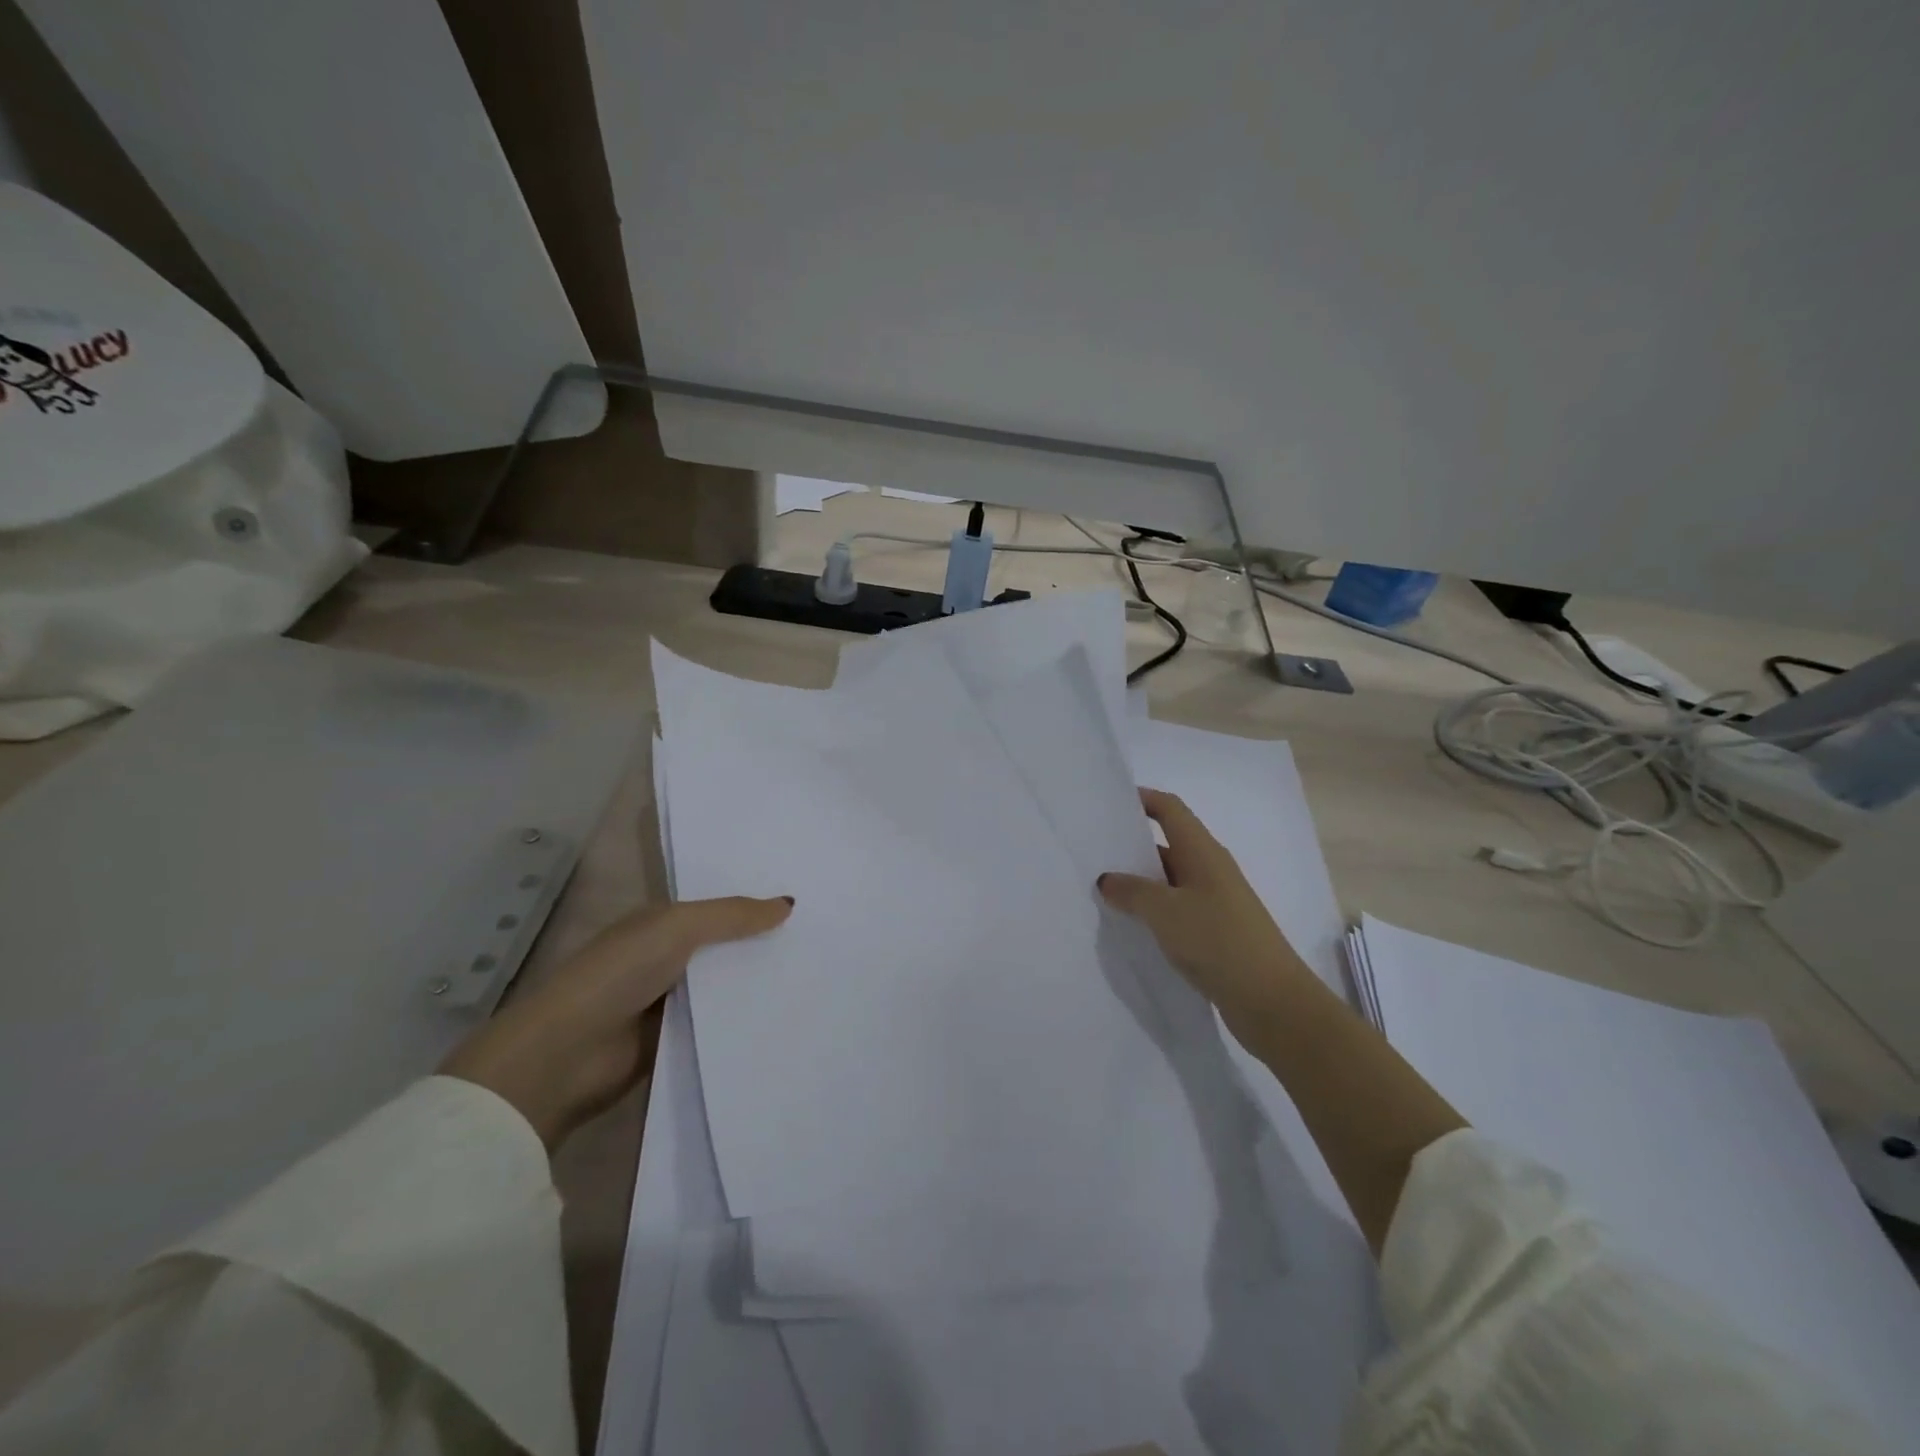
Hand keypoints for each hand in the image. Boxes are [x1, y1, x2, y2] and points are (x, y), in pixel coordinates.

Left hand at [441, 895, 791, 1149]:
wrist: (566, 1056)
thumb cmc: (618, 974)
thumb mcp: (678, 928)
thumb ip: (733, 915)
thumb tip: (789, 903)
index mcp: (661, 924)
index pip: (718, 909)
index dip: (755, 906)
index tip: (806, 907)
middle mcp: (666, 958)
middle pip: (725, 949)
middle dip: (764, 946)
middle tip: (824, 944)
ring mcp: (669, 1003)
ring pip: (725, 988)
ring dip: (757, 986)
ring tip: (817, 981)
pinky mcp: (674, 1043)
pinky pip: (719, 1026)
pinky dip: (744, 1022)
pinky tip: (786, 1018)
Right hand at [1097, 788, 1315, 1040]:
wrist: (1272, 1001)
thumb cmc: (1218, 941)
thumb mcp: (1164, 911)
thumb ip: (1131, 891)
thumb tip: (1107, 879)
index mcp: (1202, 852)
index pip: (1170, 810)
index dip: (1142, 799)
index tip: (1109, 801)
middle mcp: (1210, 870)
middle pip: (1168, 844)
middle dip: (1132, 845)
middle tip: (1093, 852)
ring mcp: (1215, 902)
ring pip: (1170, 880)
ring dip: (1139, 883)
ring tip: (1101, 890)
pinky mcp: (1216, 932)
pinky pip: (1177, 910)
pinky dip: (1153, 911)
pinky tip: (1130, 926)